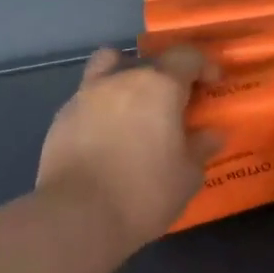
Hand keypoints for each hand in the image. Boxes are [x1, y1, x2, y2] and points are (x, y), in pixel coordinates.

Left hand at [37, 47, 221, 255]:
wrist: (77, 216)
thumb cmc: (144, 193)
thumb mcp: (187, 176)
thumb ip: (200, 148)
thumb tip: (211, 134)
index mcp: (159, 86)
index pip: (186, 56)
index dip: (203, 66)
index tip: (211, 84)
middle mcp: (121, 79)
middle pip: (147, 61)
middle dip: (164, 77)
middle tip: (173, 107)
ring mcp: (86, 95)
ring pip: (108, 68)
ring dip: (125, 82)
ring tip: (133, 112)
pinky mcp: (61, 118)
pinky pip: (88, 100)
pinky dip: (101, 109)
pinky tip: (106, 139)